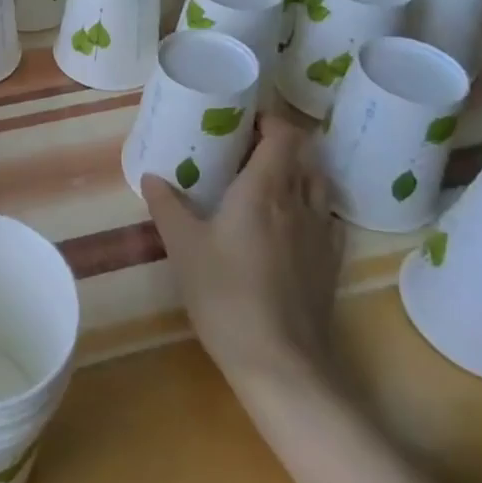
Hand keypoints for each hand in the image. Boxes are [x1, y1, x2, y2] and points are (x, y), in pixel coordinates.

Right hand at [143, 111, 342, 386]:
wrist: (280, 362)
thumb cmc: (226, 294)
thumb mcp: (183, 247)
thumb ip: (167, 206)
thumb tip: (152, 176)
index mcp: (265, 189)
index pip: (285, 135)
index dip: (269, 120)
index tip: (242, 121)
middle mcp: (300, 202)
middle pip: (304, 155)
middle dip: (278, 143)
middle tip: (244, 149)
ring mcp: (321, 234)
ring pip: (318, 185)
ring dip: (297, 172)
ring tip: (266, 181)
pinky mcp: (329, 264)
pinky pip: (326, 217)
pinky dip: (310, 205)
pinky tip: (288, 223)